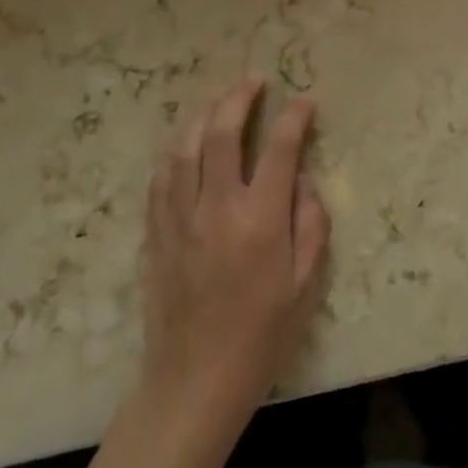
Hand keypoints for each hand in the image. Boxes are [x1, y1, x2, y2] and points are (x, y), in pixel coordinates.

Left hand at [142, 80, 329, 415]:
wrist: (193, 384)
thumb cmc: (261, 337)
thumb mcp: (305, 284)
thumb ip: (311, 223)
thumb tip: (300, 179)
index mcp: (260, 220)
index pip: (279, 148)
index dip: (294, 117)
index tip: (304, 102)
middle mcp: (217, 208)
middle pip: (223, 133)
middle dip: (240, 99)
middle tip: (255, 83)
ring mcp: (180, 218)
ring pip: (186, 147)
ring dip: (205, 115)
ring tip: (221, 102)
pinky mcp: (157, 233)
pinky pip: (162, 178)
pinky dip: (177, 152)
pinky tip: (187, 145)